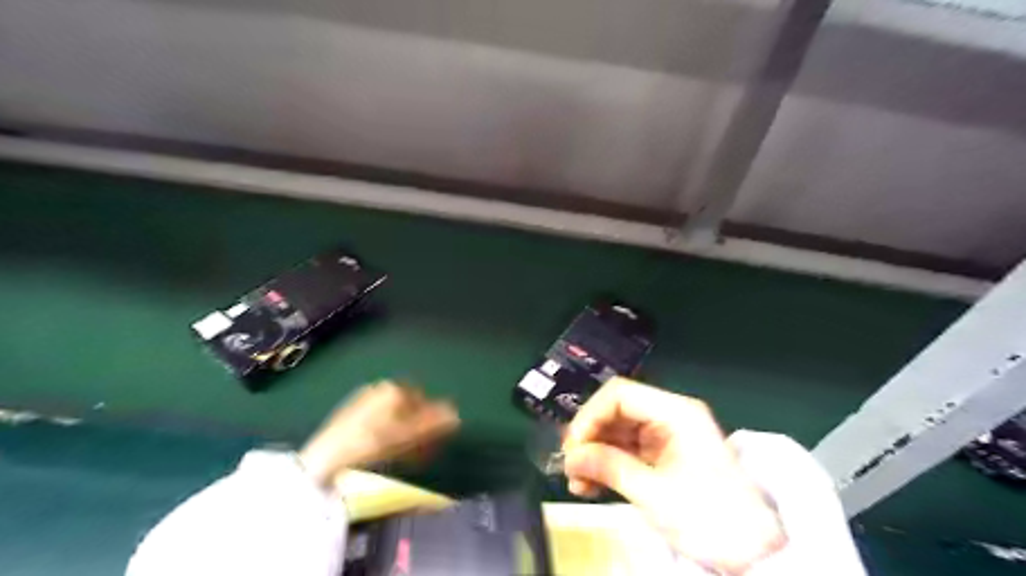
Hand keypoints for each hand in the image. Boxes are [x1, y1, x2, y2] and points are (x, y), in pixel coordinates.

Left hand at [296, 382, 455, 485]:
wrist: (325, 458)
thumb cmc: (370, 444)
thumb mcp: (407, 436)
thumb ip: (433, 424)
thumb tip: (456, 415)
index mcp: (394, 389)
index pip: (423, 400)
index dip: (430, 421)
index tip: (431, 441)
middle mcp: (379, 388)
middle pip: (407, 406)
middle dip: (416, 427)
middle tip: (418, 450)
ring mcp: (362, 400)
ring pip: (392, 414)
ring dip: (402, 431)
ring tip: (401, 454)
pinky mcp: (349, 413)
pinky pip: (377, 420)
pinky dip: (385, 432)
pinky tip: (380, 451)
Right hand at [559, 378, 785, 571]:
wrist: (754, 553)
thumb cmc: (710, 517)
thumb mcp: (654, 493)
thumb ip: (609, 467)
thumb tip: (569, 456)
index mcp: (675, 412)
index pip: (620, 394)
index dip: (590, 416)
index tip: (573, 446)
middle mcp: (669, 416)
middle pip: (616, 412)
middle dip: (590, 438)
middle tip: (569, 467)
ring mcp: (665, 436)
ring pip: (617, 432)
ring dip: (594, 454)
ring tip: (577, 482)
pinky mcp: (662, 456)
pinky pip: (626, 451)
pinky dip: (607, 465)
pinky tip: (590, 484)